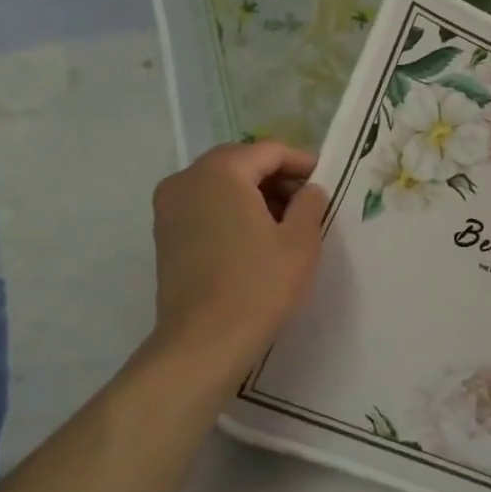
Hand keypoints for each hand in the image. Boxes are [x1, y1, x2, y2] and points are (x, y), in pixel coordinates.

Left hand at [147, 141, 328, 383]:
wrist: (205, 341)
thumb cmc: (259, 284)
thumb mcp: (302, 239)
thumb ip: (310, 202)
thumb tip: (309, 189)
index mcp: (222, 172)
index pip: (269, 150)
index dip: (302, 162)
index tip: (326, 181)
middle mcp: (187, 179)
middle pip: (241, 162)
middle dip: (276, 176)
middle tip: (308, 201)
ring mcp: (169, 207)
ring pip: (220, 184)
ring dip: (253, 194)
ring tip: (285, 222)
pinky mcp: (164, 234)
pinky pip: (204, 206)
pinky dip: (231, 210)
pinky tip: (255, 238)